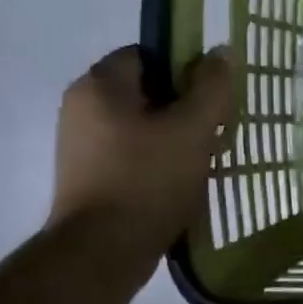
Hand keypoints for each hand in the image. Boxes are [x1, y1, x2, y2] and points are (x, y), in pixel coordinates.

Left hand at [48, 44, 237, 267]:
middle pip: (148, 91)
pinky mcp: (88, 176)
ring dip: (176, 136)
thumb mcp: (193, 128)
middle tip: (216, 129)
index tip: (213, 96)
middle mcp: (81, 107)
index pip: (149, 54)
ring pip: (142, 124)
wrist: (102, 252)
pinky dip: (158, 160)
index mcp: (100, 85)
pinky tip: (182, 181)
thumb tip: (221, 51)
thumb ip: (212, 86)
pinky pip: (131, 152)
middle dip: (185, 106)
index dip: (186, 69)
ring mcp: (81, 144)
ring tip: (205, 159)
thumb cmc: (149, 179)